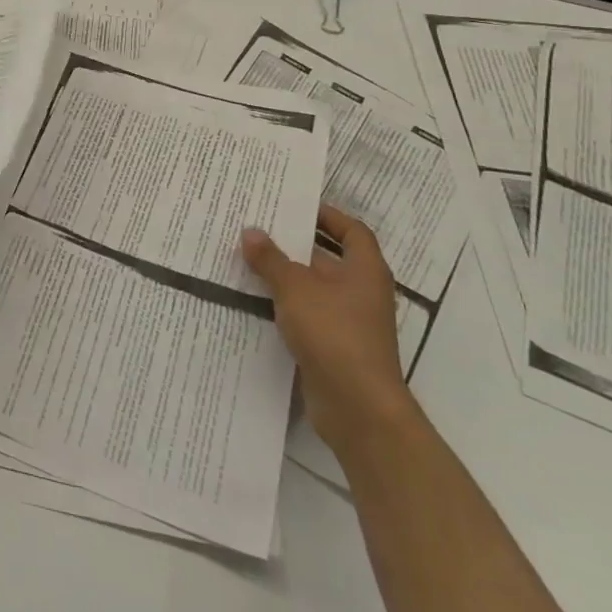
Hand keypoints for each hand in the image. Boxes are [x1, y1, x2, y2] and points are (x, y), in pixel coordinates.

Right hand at [240, 205, 416, 453]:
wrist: (356, 405)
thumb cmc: (334, 333)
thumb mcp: (295, 288)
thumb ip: (271, 259)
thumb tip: (251, 231)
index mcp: (365, 270)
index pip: (352, 231)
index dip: (328, 216)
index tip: (296, 206)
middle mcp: (361, 292)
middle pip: (329, 258)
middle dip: (295, 244)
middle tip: (257, 228)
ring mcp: (349, 321)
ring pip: (314, 288)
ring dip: (285, 276)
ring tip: (246, 259)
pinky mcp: (334, 346)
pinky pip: (307, 315)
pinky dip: (285, 305)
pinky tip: (254, 300)